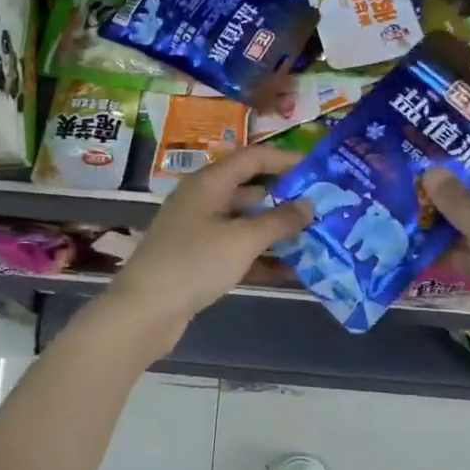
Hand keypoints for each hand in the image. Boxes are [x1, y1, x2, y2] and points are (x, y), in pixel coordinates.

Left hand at [102, 145, 312, 353]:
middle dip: (286, 200)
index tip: (319, 170)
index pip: (253, 158)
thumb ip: (279, 220)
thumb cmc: (194, 263)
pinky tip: (292, 272)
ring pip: (246, 224)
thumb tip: (309, 205)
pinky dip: (262, 259)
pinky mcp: (199, 261)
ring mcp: (199, 232)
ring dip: (277, 232)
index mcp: (209, 183)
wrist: (145, 310)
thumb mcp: (242, 239)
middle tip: (323, 208)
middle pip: (251, 191)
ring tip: (316, 240)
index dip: (286, 160)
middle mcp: (203, 201)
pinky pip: (237, 252)